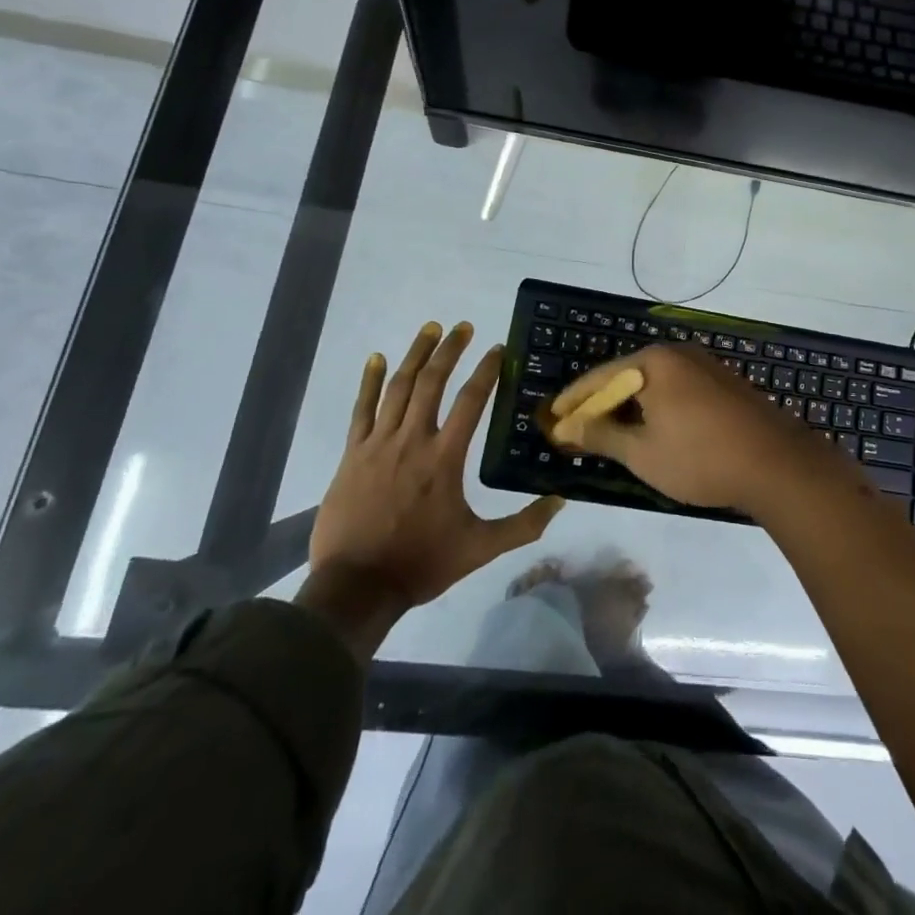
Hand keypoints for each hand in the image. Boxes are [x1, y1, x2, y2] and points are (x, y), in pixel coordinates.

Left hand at [306, 322, 562, 626]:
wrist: (356, 587)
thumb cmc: (421, 563)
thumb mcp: (480, 549)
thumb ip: (522, 525)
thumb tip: (561, 502)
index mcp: (445, 458)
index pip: (471, 401)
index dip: (486, 371)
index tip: (498, 349)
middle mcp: (413, 440)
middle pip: (432, 382)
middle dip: (449, 350)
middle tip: (463, 327)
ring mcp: (379, 444)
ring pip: (398, 387)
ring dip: (415, 355)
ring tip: (430, 329)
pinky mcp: (353, 454)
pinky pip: (361, 409)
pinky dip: (369, 381)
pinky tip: (376, 358)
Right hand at [543, 344, 826, 516]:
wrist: (776, 463)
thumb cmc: (700, 458)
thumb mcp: (642, 453)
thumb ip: (602, 436)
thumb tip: (568, 427)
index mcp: (654, 362)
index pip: (600, 377)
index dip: (574, 400)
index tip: (552, 417)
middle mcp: (678, 354)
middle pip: (627, 376)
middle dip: (602, 403)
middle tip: (578, 428)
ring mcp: (705, 366)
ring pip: (654, 384)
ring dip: (630, 407)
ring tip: (610, 433)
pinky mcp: (724, 383)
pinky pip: (677, 390)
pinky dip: (657, 407)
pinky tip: (652, 430)